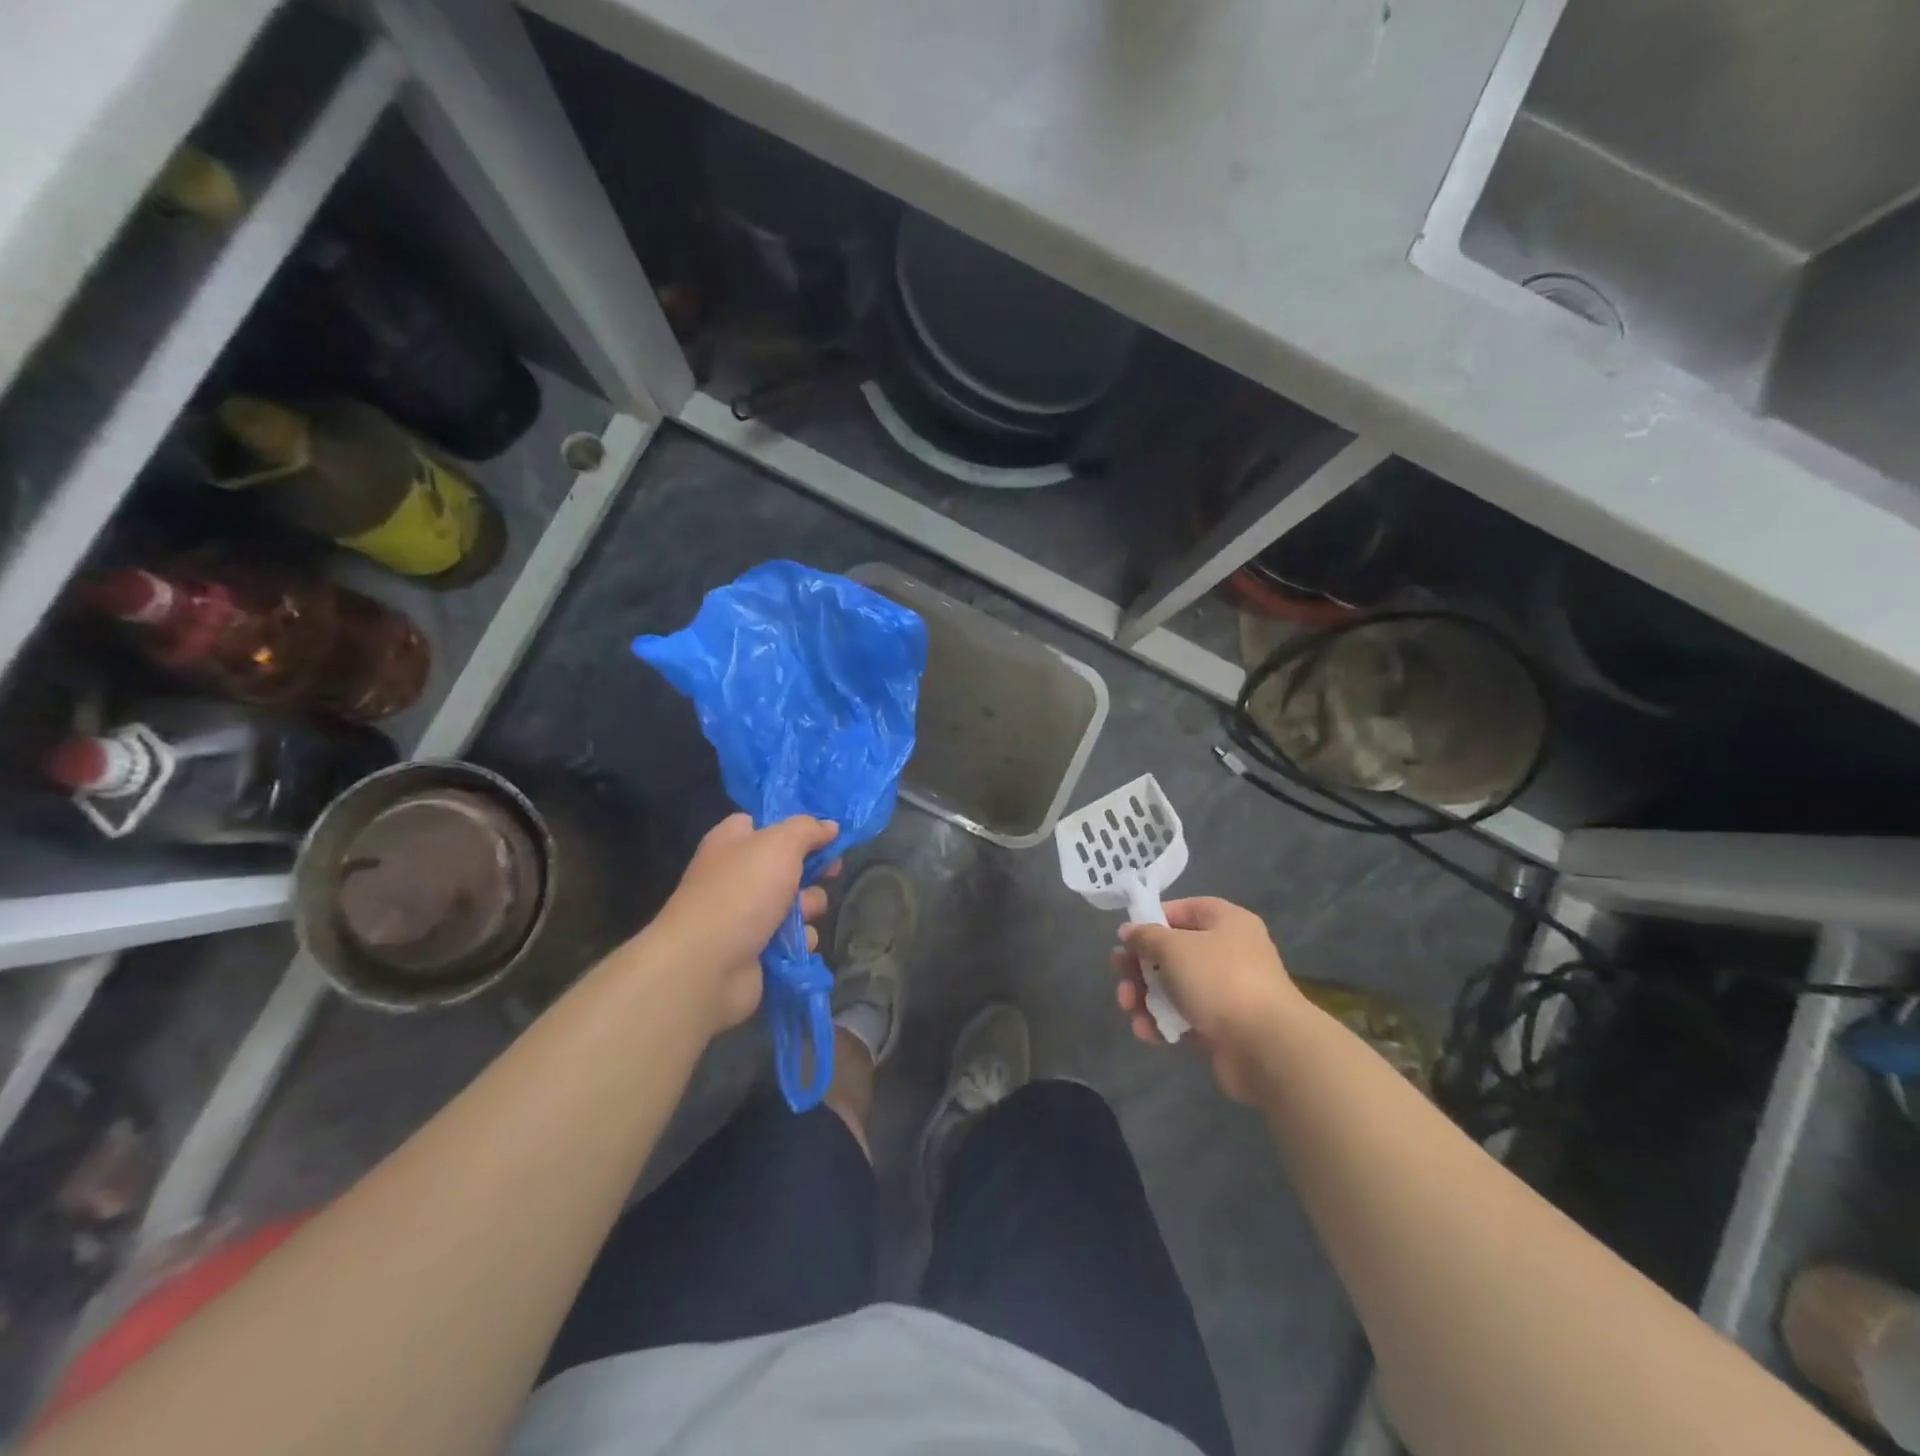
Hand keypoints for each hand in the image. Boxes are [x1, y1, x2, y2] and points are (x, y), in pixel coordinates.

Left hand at [651, 813, 839, 1035]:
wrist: (706, 966)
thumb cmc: (742, 892)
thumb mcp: (780, 844)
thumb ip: (808, 829)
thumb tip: (830, 826)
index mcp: (732, 841)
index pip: (765, 823)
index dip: (795, 827)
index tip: (826, 834)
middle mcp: (737, 875)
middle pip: (789, 865)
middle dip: (812, 872)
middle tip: (829, 874)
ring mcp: (746, 915)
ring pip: (796, 903)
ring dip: (809, 907)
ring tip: (802, 916)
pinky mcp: (757, 949)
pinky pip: (792, 938)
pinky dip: (799, 940)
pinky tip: (795, 944)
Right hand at [1111, 898, 1305, 1103]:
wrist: (1266, 1047)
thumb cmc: (1219, 980)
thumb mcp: (1174, 947)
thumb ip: (1146, 936)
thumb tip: (1129, 932)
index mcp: (1227, 922)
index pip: (1185, 909)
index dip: (1154, 919)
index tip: (1128, 937)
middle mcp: (1229, 953)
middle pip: (1174, 952)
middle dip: (1141, 965)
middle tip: (1119, 974)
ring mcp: (1226, 992)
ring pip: (1175, 987)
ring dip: (1145, 996)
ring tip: (1128, 1007)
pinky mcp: (1221, 1028)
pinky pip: (1183, 1018)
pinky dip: (1162, 1022)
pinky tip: (1146, 1032)